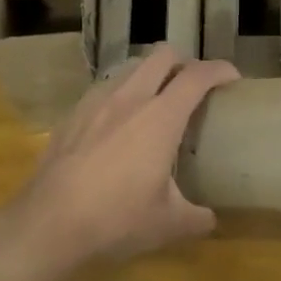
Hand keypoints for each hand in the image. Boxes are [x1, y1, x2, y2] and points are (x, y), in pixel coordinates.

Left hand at [0, 45, 238, 280]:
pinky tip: (117, 122)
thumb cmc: (116, 220)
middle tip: (193, 84)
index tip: (232, 78)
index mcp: (160, 118)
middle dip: (184, 61)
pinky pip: (103, 89)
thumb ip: (197, 218)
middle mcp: (129, 99)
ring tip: (156, 100)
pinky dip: (120, 93)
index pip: (196, 76)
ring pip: (129, 68)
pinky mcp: (71, 116)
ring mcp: (95, 104)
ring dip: (150, 74)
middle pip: (161, 56)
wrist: (48, 223)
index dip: (219, 70)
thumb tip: (211, 219)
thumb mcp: (167, 224)